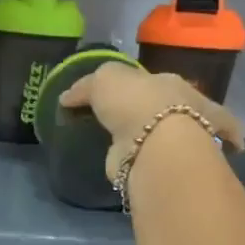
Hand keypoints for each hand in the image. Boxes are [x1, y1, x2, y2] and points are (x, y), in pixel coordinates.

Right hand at [58, 64, 244, 181]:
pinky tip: (103, 158)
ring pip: (143, 134)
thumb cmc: (136, 102)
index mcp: (172, 84)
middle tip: (100, 118)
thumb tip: (67, 97)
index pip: (149, 81)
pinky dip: (121, 158)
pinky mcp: (155, 167)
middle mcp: (178, 112)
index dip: (129, 85)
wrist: (150, 148)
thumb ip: (88, 84)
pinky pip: (134, 157)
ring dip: (126, 137)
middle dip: (130, 112)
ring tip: (96, 139)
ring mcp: (169, 143)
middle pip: (148, 108)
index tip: (104, 94)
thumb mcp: (107, 77)